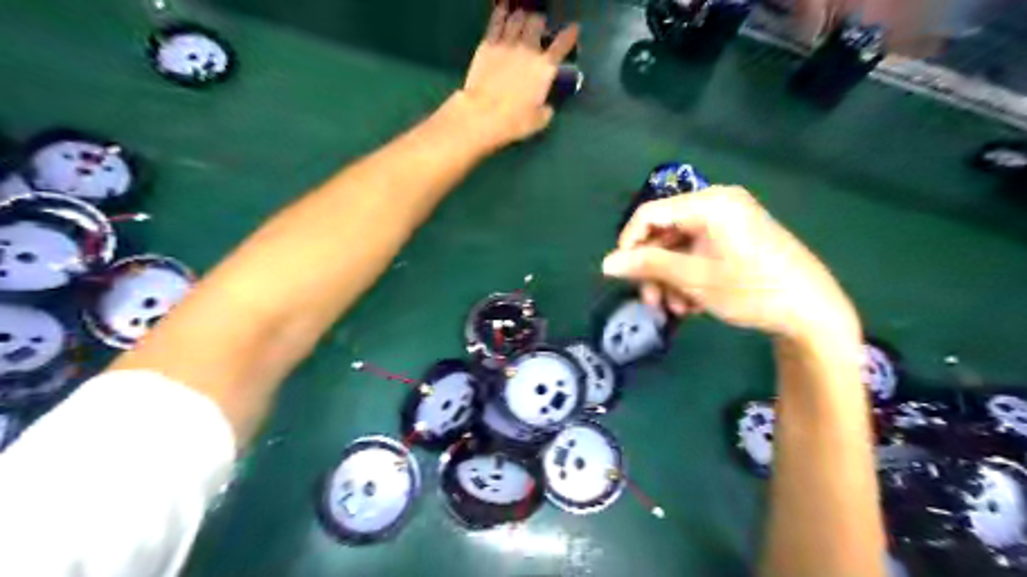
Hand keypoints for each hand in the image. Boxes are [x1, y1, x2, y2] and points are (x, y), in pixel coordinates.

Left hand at [450, 3, 576, 150]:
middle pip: (537, 23)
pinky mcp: (488, 44)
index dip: (570, 34)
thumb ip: (546, 109)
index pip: (563, 44)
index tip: (574, 29)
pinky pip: (496, 21)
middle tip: (539, 27)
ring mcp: (507, 43)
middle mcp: (529, 49)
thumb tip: (547, 106)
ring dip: (522, 16)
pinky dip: (502, 12)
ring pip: (518, 17)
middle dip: (540, 23)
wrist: (483, 114)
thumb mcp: (539, 120)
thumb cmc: (514, 121)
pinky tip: (504, 9)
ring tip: (522, 19)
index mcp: (545, 68)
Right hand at [603, 186, 860, 344]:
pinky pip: (698, 252)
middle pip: (665, 232)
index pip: (650, 213)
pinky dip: (688, 277)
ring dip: (670, 279)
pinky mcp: (736, 238)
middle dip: (654, 270)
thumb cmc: (751, 289)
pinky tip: (692, 304)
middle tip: (651, 302)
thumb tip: (605, 263)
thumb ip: (648, 266)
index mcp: (709, 203)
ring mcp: (728, 222)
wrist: (812, 311)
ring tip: (676, 310)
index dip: (629, 243)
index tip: (621, 274)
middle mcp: (717, 204)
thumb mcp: (694, 279)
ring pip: (680, 247)